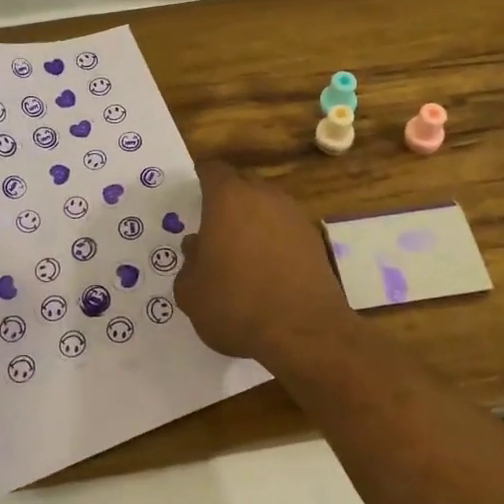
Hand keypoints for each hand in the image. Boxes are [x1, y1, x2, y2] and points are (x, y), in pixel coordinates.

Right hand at [174, 162, 352, 362]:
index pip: (212, 170)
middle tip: (215, 224)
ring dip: (254, 219)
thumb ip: (189, 263)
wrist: (303, 332)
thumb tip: (197, 247)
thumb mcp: (191, 291)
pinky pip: (286, 228)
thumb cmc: (236, 304)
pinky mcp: (315, 239)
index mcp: (228, 199)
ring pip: (267, 204)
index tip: (194, 193)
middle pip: (243, 183)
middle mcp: (264, 196)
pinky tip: (269, 267)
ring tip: (242, 249)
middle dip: (228, 198)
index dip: (201, 178)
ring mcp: (294, 216)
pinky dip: (276, 239)